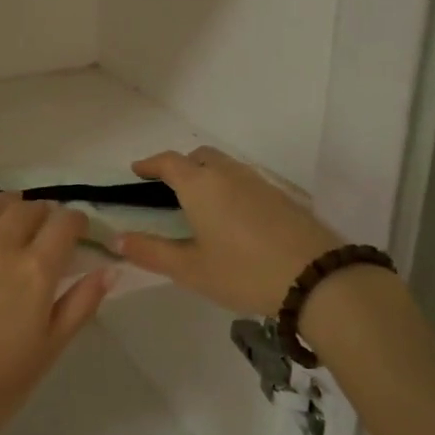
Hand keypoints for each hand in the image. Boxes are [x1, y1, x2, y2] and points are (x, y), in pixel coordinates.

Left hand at [0, 192, 114, 434]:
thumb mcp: (48, 351)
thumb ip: (80, 305)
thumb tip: (109, 269)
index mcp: (36, 271)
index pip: (64, 225)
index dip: (75, 221)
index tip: (76, 229)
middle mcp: (0, 247)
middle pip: (28, 210)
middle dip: (42, 213)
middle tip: (42, 226)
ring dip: (6, 203)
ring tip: (10, 209)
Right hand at [111, 146, 341, 317]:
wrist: (317, 277)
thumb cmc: (244, 271)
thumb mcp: (190, 269)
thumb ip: (151, 252)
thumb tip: (117, 239)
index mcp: (200, 185)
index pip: (168, 162)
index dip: (150, 164)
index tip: (137, 171)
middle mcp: (228, 174)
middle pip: (199, 156)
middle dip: (180, 165)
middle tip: (167, 187)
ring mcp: (258, 183)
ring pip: (225, 166)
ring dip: (206, 174)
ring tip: (199, 202)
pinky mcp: (281, 197)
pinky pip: (245, 180)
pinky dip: (228, 187)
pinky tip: (232, 216)